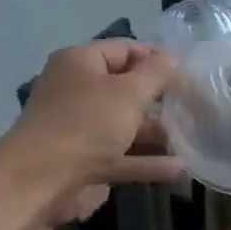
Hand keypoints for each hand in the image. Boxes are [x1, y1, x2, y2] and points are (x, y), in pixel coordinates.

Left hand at [0, 40, 181, 223]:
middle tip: (192, 103)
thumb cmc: (86, 124)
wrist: (38, 180)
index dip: (156, 57)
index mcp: (80, 63)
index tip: (188, 71)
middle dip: (157, 97)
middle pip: (123, 87)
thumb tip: (174, 58)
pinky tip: (178, 168)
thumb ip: (156, 74)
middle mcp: (76, 91)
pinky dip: (145, 161)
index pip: (123, 49)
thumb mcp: (129, 93)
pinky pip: (119, 156)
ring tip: (188, 136)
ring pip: (121, 124)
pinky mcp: (80, 161)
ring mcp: (76, 128)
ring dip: (153, 131)